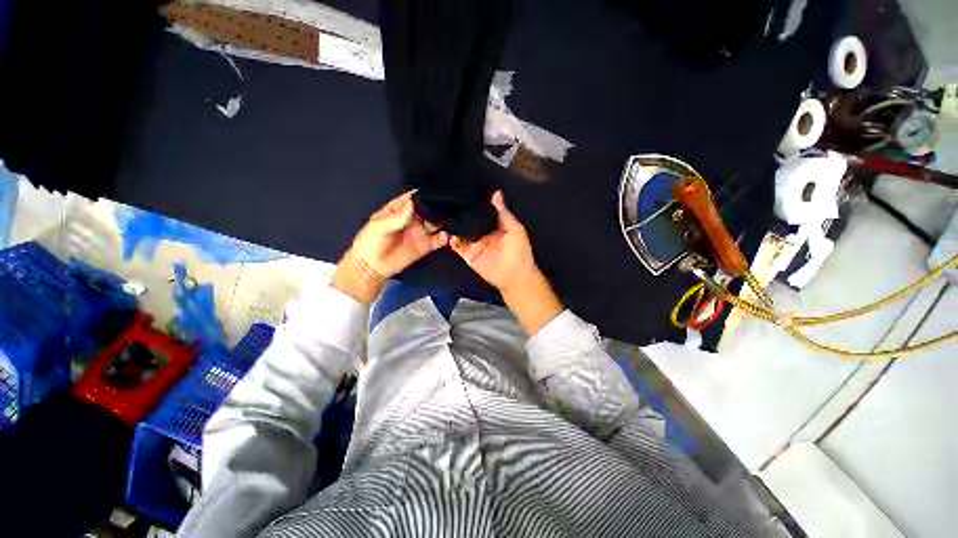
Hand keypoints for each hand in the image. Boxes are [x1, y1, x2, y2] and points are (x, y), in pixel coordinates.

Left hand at [332, 191, 448, 303]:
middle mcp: (412, 219)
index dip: (423, 193)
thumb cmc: (370, 243)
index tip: (433, 191)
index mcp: (399, 209)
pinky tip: (447, 235)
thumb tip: (412, 203)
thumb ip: (396, 217)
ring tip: (450, 218)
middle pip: (428, 209)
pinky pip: (438, 239)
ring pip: (436, 222)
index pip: (413, 197)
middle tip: (447, 205)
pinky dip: (445, 237)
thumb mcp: (379, 226)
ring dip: (443, 220)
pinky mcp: (425, 245)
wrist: (372, 267)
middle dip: (437, 206)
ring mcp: (420, 232)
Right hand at [450, 191, 537, 294]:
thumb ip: (503, 212)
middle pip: (469, 221)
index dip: (475, 204)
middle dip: (461, 214)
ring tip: (443, 215)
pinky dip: (453, 241)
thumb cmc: (519, 250)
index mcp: (495, 225)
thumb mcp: (514, 228)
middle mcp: (483, 233)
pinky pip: (458, 246)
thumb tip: (496, 193)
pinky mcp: (469, 255)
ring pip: (462, 233)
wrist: (514, 276)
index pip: (482, 212)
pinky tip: (450, 234)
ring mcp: (475, 244)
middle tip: (448, 201)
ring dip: (455, 226)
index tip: (464, 191)